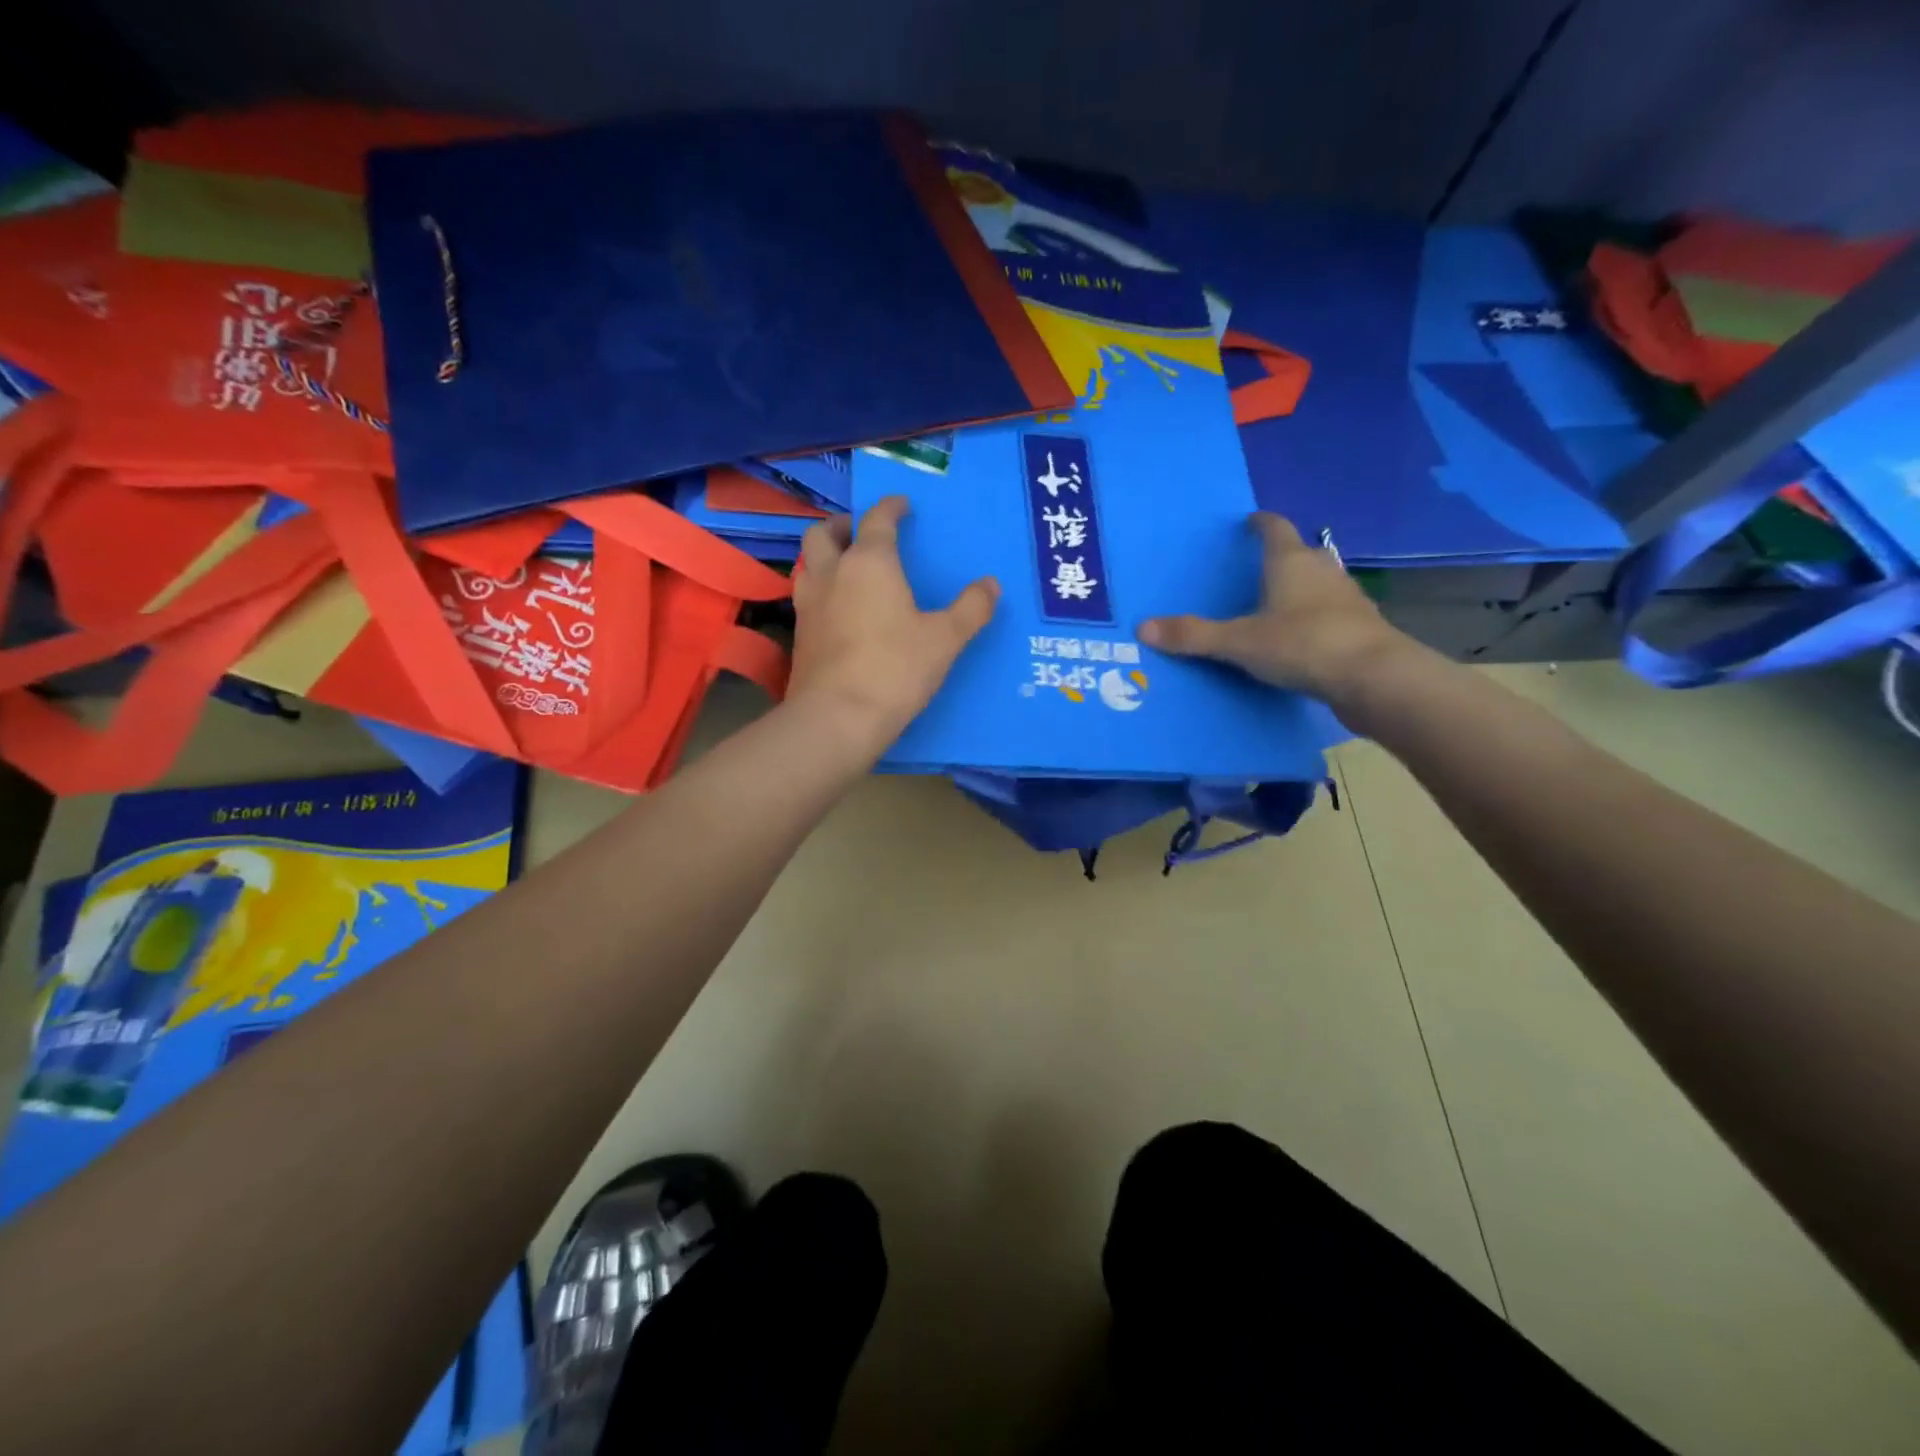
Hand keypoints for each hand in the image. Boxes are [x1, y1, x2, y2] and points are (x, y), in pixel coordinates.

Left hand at [789, 496, 998, 747]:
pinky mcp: (799, 634)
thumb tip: (991, 585)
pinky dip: (822, 589)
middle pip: (824, 532)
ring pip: (808, 562)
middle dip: (843, 525)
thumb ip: (971, 608)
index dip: (891, 507)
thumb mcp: (945, 639)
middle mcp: (832, 573)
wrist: (837, 717)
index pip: (877, 519)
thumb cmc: (895, 669)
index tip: (902, 505)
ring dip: (826, 556)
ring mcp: (808, 603)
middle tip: (863, 533)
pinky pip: (807, 595)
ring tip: (848, 569)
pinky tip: (838, 609)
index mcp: (869, 563)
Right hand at [1138, 512, 1412, 703]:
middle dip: (1278, 558)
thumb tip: (1143, 628)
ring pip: (1317, 584)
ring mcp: (1346, 598)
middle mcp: (1322, 571)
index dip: (1260, 523)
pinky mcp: (1359, 627)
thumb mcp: (1239, 642)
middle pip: (1299, 554)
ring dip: (1297, 590)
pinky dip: (1311, 619)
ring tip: (1273, 605)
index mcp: (1291, 562)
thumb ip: (1193, 636)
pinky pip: (1328, 614)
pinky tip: (1298, 639)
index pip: (1275, 528)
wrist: (1374, 678)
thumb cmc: (1302, 644)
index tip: (1249, 522)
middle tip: (1252, 570)